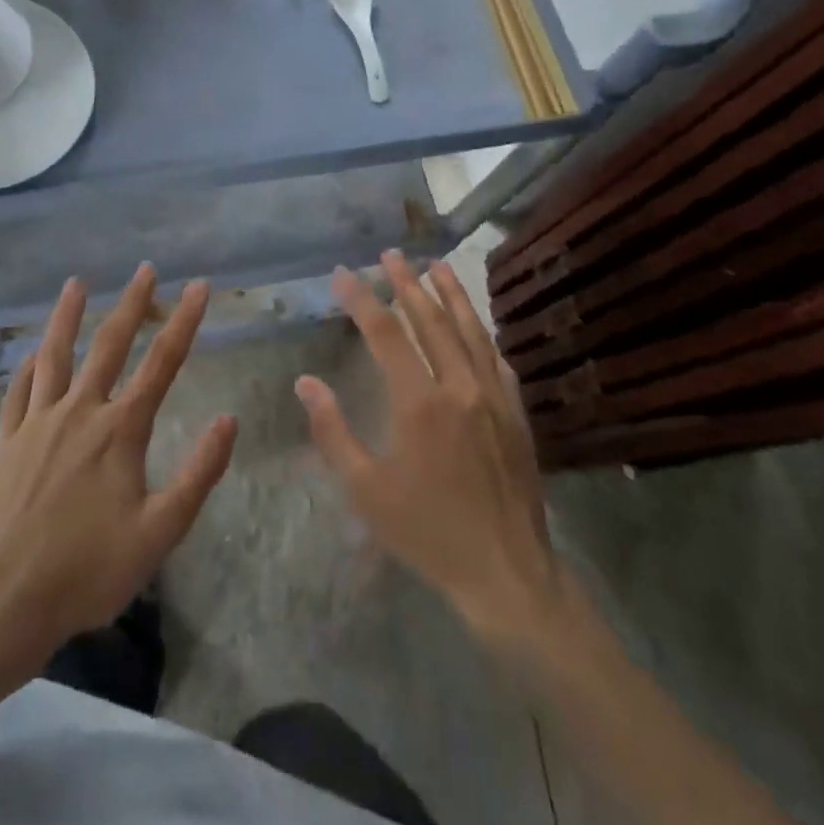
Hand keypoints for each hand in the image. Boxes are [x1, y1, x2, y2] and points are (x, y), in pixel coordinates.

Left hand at [0, 264, 236, 660]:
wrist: (10, 598)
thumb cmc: (92, 567)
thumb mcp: (161, 530)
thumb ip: (199, 473)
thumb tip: (229, 420)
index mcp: (121, 429)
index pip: (162, 363)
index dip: (184, 322)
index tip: (200, 287)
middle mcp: (81, 411)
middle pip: (110, 345)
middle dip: (132, 304)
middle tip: (146, 269)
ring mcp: (39, 422)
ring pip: (55, 355)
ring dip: (68, 316)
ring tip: (76, 283)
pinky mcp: (9, 440)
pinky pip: (20, 390)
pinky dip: (29, 365)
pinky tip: (33, 351)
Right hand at [297, 252, 557, 639]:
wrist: (506, 570)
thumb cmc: (427, 531)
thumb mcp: (366, 489)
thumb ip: (333, 431)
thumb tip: (307, 382)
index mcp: (420, 402)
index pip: (387, 334)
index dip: (363, 299)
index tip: (344, 274)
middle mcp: (459, 386)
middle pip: (432, 320)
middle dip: (408, 283)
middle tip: (392, 254)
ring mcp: (494, 396)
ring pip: (470, 330)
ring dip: (451, 294)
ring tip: (437, 264)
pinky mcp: (516, 412)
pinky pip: (497, 358)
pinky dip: (481, 331)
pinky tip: (475, 322)